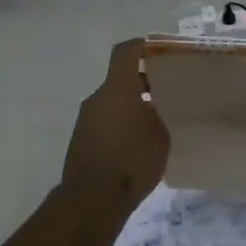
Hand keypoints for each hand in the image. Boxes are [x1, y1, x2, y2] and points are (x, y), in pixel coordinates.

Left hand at [60, 40, 168, 211]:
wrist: (94, 198)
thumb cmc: (133, 161)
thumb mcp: (160, 136)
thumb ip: (158, 115)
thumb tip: (151, 109)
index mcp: (118, 89)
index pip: (125, 53)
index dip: (140, 46)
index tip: (155, 48)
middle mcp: (97, 98)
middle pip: (119, 80)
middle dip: (141, 84)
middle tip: (164, 93)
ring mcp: (85, 120)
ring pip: (112, 103)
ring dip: (130, 107)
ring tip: (154, 122)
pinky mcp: (81, 140)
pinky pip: (104, 122)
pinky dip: (120, 125)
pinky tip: (137, 143)